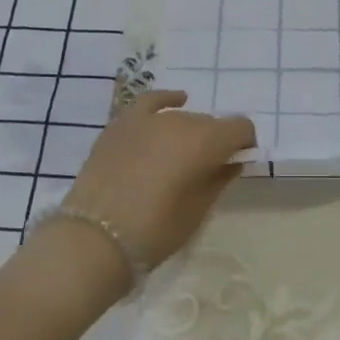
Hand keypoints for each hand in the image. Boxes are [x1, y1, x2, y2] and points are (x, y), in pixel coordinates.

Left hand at [60, 89, 254, 274]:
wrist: (94, 239)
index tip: (238, 163)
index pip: (240, 127)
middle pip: (210, 123)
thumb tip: (231, 161)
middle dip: (215, 142)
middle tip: (207, 170)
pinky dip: (166, 101)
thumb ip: (220, 178)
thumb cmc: (155, 230)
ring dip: (189, 132)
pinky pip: (150, 102)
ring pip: (182, 117)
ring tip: (181, 156)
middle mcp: (180, 121)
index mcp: (205, 141)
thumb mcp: (198, 210)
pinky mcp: (121, 124)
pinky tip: (175, 102)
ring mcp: (148, 120)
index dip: (244, 144)